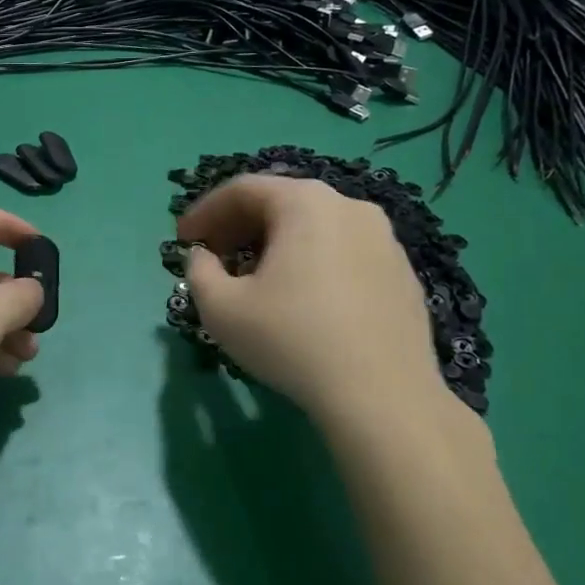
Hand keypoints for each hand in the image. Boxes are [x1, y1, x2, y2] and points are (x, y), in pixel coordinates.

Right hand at [178, 175, 453, 422]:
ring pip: (315, 227)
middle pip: (281, 202)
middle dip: (239, 226)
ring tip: (254, 278)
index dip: (205, 211)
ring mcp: (384, 238)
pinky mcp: (401, 271)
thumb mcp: (221, 308)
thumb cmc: (291, 340)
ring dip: (275, 244)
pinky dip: (311, 262)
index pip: (243, 189)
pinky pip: (343, 252)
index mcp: (305, 203)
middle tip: (213, 256)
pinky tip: (301, 300)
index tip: (183, 238)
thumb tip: (203, 257)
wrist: (382, 395)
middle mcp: (349, 206)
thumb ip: (199, 271)